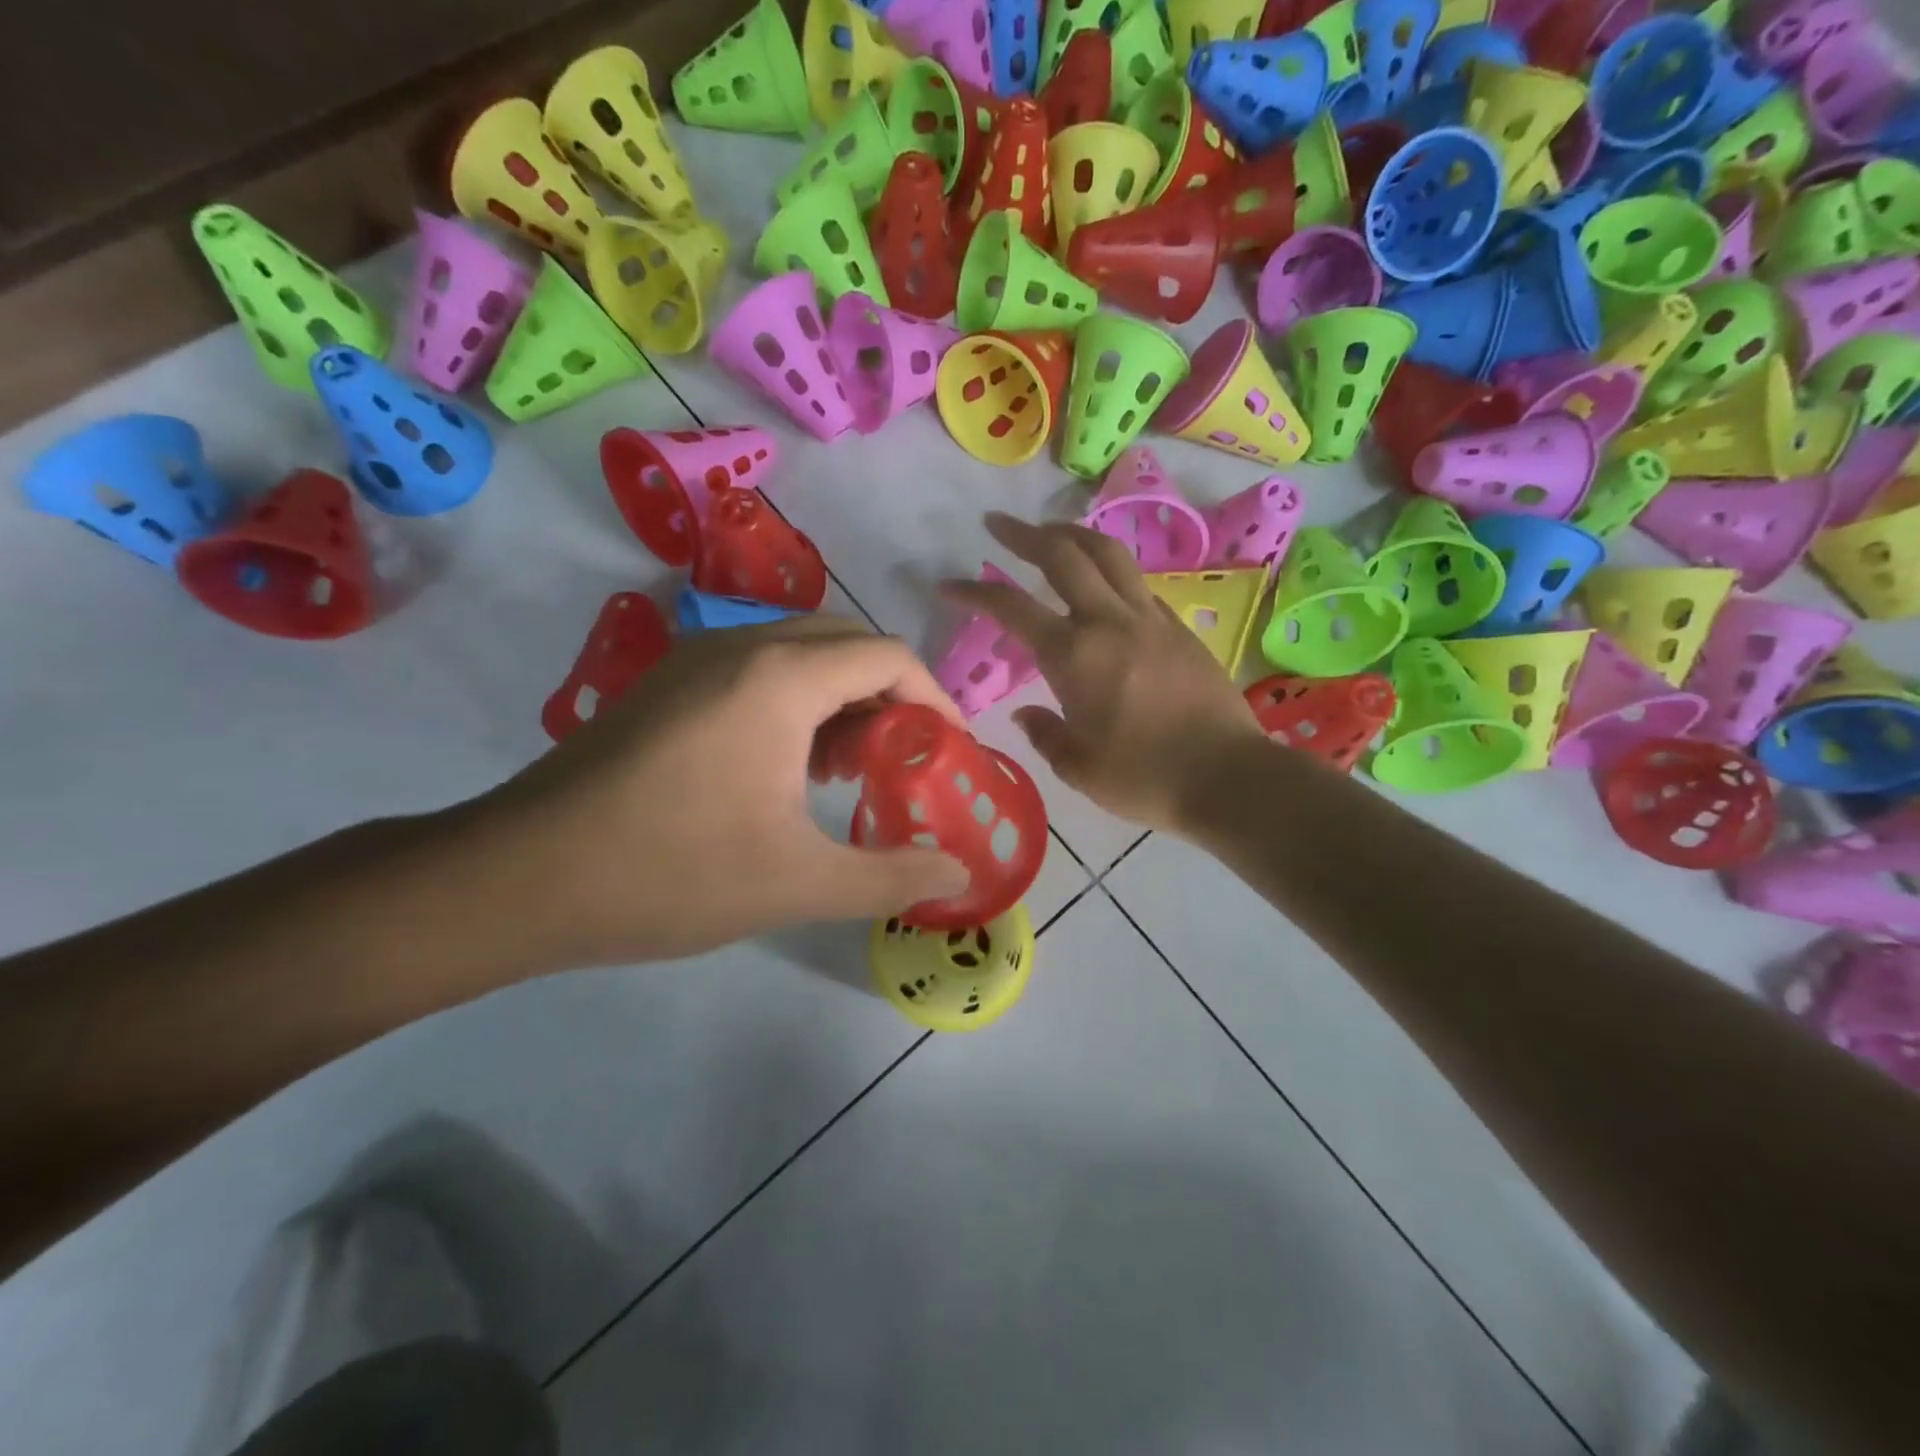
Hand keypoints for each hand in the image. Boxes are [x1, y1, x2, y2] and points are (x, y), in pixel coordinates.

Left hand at [462, 616, 970, 967]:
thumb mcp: (798, 884)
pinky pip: (756, 670)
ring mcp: (695, 660)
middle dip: (889, 698)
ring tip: (847, 770)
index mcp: (780, 679)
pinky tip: (785, 769)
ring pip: (799, 653)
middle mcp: (740, 647)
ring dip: (841, 698)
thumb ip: (892, 877)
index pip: (889, 657)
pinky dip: (795, 702)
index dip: (935, 700)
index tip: (952, 750)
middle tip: (901, 762)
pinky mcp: (665, 684)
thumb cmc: (670, 873)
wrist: (518, 878)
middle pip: (847, 644)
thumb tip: (961, 877)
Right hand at [941, 514, 1266, 832]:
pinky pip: (1137, 582)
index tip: (948, 584)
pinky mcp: (1179, 627)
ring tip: (1050, 533)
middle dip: (1024, 534)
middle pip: (1063, 555)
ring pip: (1108, 554)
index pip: (1012, 608)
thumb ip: (1044, 734)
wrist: (1229, 777)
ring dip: (1072, 535)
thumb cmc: (1144, 778)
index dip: (974, 592)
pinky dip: (1110, 569)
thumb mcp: (1078, 767)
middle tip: (998, 524)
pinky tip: (1102, 583)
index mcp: (1074, 656)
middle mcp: (1109, 622)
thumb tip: (1026, 713)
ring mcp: (1150, 619)